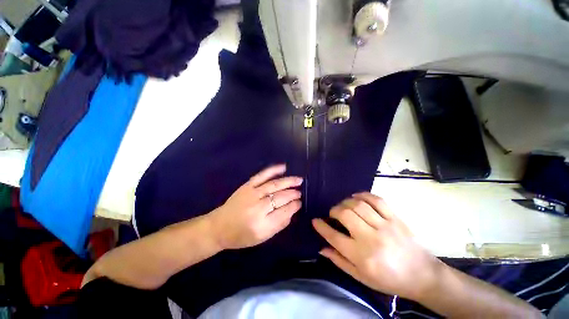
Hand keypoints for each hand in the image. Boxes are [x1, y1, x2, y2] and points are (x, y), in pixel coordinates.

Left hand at [208, 164, 302, 249]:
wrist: (219, 226)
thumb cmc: (242, 235)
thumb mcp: (262, 238)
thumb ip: (279, 225)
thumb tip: (292, 211)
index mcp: (262, 225)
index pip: (284, 212)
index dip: (294, 206)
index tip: (300, 203)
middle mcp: (258, 208)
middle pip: (281, 197)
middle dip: (293, 194)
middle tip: (300, 193)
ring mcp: (252, 194)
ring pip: (274, 185)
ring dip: (288, 181)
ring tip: (298, 180)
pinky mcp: (247, 186)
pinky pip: (262, 175)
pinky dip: (273, 170)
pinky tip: (283, 167)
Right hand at [313, 193, 440, 299]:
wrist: (422, 276)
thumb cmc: (389, 280)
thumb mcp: (361, 277)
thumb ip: (340, 261)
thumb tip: (322, 247)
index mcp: (362, 256)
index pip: (334, 236)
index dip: (321, 226)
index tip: (315, 221)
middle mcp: (371, 238)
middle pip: (345, 214)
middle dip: (333, 211)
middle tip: (332, 214)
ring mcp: (385, 225)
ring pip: (358, 205)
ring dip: (345, 202)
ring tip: (343, 206)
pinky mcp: (395, 218)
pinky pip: (376, 200)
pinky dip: (363, 195)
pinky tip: (356, 197)